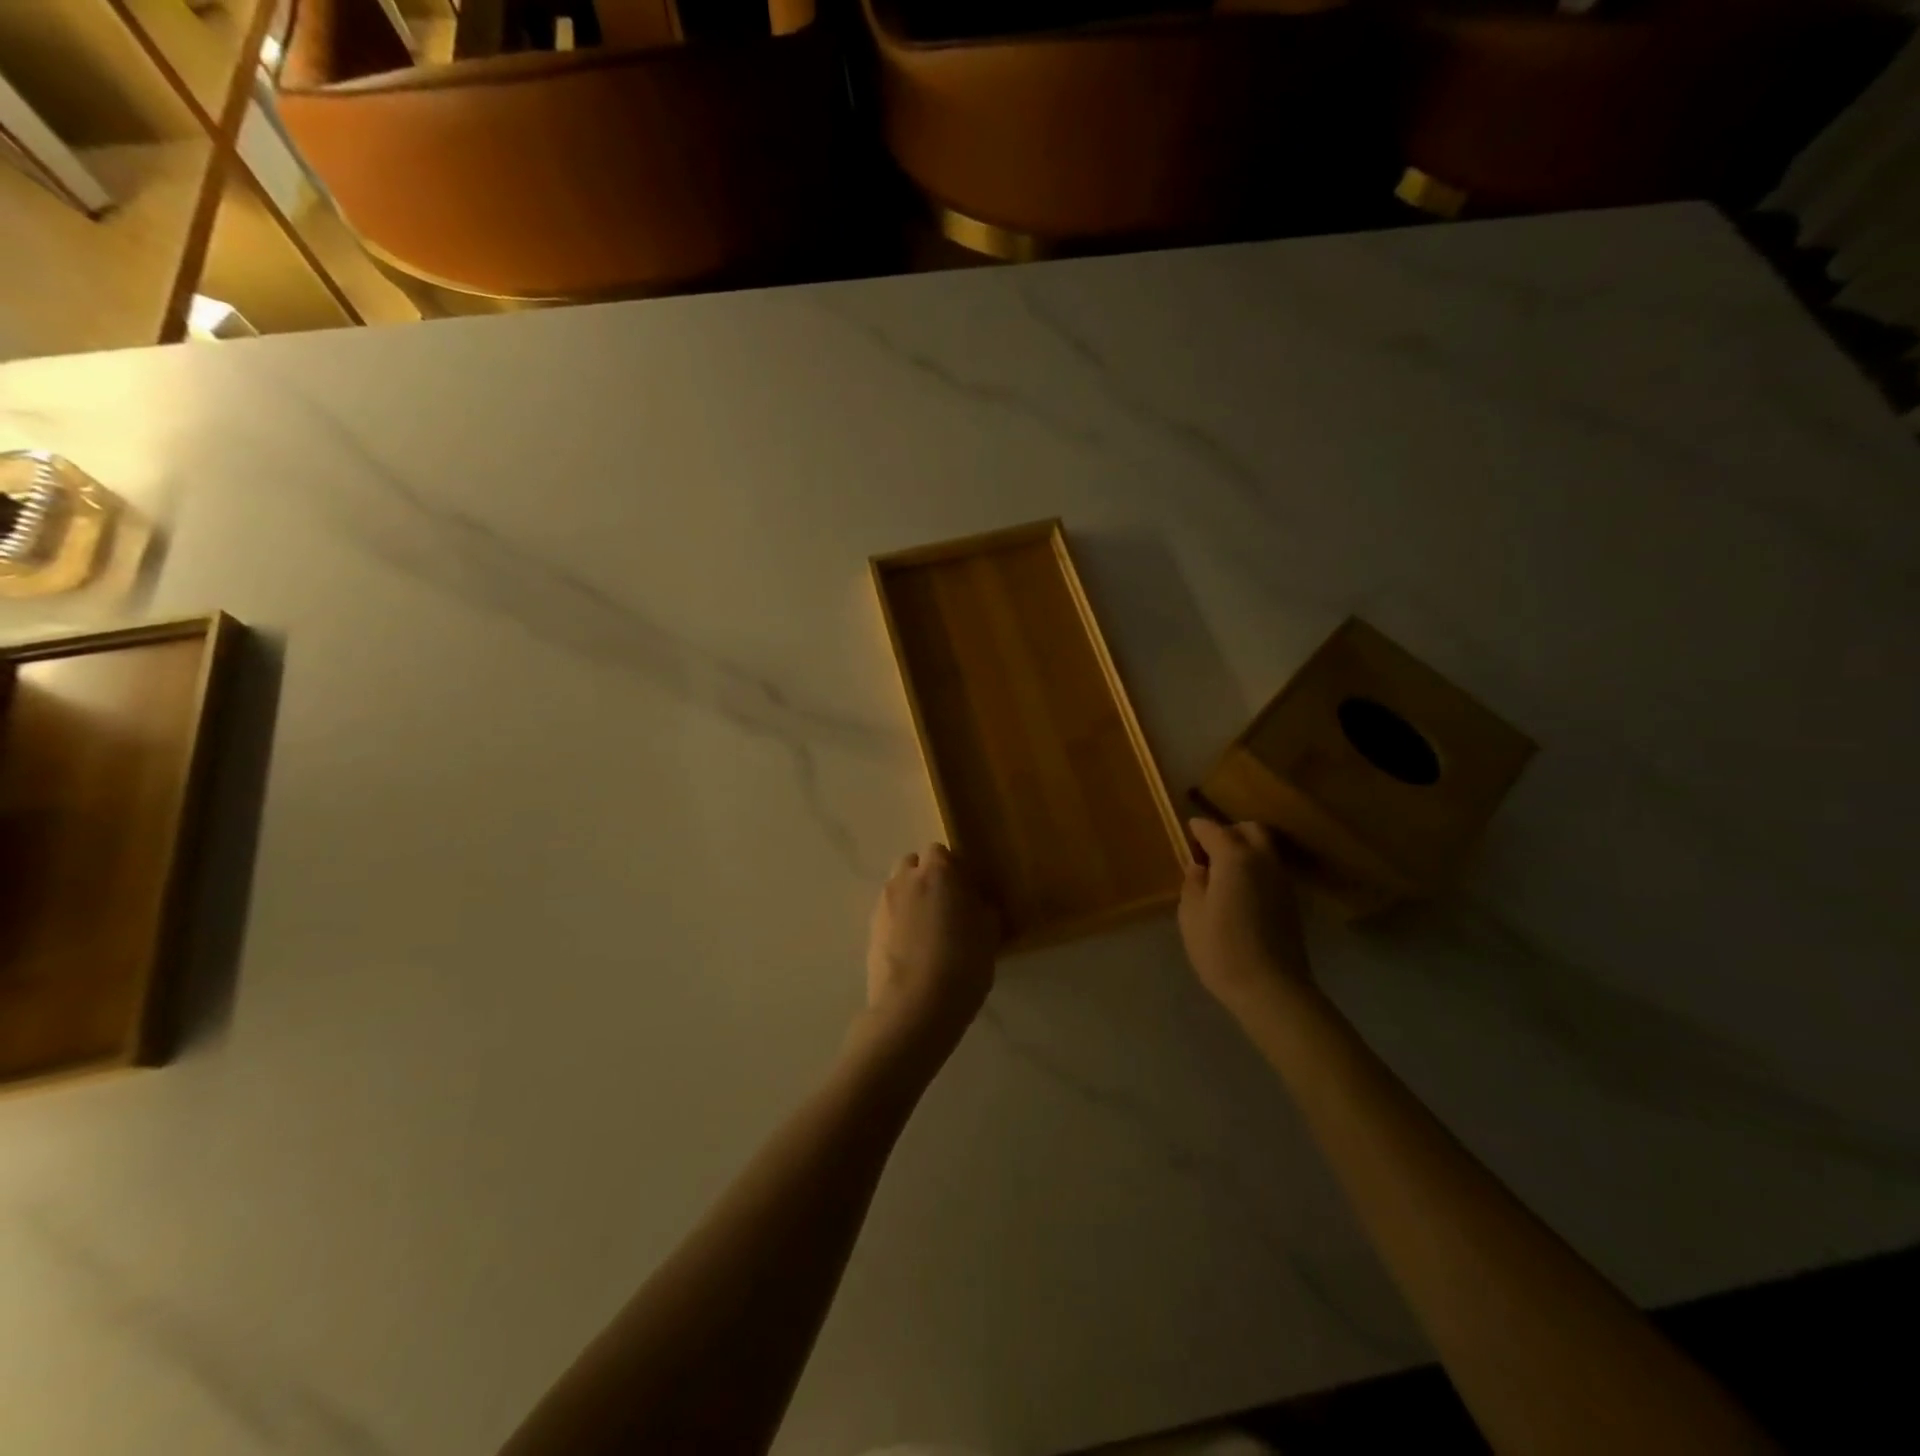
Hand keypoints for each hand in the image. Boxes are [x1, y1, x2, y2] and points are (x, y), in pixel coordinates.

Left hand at [864, 843, 1000, 1051]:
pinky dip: (898, 922)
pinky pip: (888, 914)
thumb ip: (982, 910)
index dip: (953, 869)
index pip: (940, 852)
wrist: (913, 1008)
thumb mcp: (988, 937)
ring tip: (927, 930)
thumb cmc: (961, 965)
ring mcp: (883, 905)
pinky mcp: (870, 931)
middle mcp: (905, 880)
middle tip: (946, 906)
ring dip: (911, 899)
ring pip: (897, 888)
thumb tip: (976, 904)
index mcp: (937, 873)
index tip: (966, 891)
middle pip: (913, 864)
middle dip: (926, 877)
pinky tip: (912, 949)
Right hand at [1179, 818, 1312, 1012]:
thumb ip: (1193, 883)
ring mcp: (1282, 881)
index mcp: (1234, 858)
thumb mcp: (1192, 915)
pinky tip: (1240, 892)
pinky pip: (1271, 870)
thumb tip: (1199, 868)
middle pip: (1249, 830)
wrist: (1272, 989)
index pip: (1213, 830)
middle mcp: (1263, 861)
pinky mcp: (1291, 902)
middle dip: (1228, 832)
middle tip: (1208, 852)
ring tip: (1222, 873)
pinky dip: (1255, 869)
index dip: (1198, 829)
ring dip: (1244, 851)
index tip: (1187, 833)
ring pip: (1265, 849)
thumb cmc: (1222, 949)